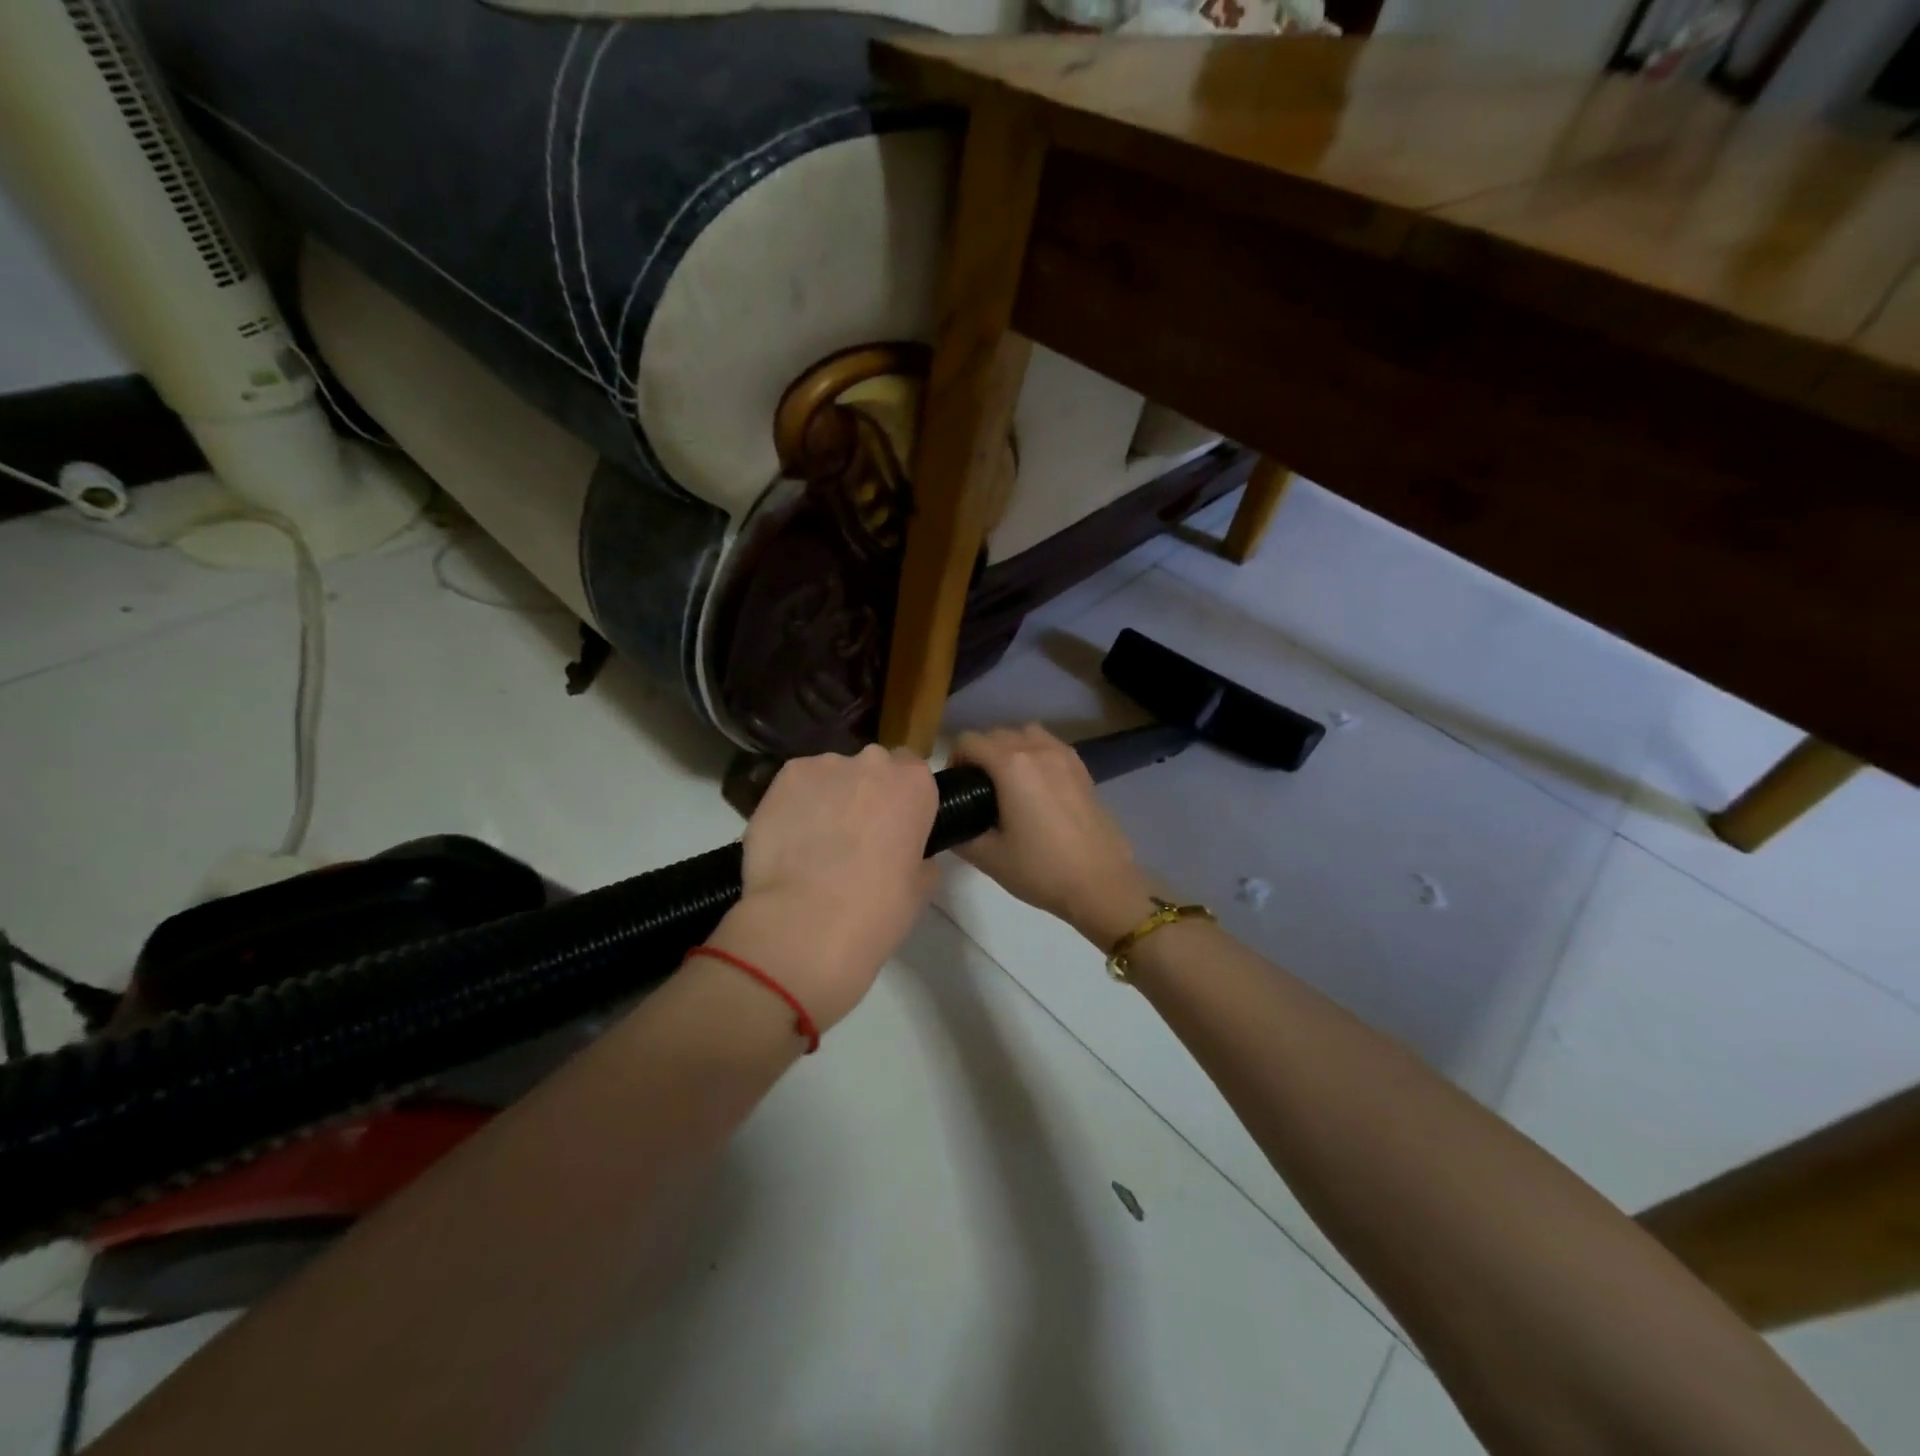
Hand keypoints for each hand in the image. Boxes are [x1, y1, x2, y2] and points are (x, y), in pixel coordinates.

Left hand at [707, 744, 937, 1035]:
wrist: (805, 924)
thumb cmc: (876, 910)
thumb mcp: (920, 888)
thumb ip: (919, 857)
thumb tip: (907, 854)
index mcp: (914, 785)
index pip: (913, 771)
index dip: (901, 799)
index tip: (894, 825)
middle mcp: (872, 762)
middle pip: (872, 768)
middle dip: (865, 793)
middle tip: (855, 835)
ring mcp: (825, 766)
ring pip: (831, 775)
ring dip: (829, 797)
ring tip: (815, 842)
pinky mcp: (784, 777)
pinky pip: (796, 785)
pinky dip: (795, 804)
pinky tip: (790, 838)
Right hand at [951, 725, 1157, 947]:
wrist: (1101, 883)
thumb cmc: (1041, 870)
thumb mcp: (989, 857)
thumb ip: (961, 834)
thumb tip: (951, 824)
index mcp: (1011, 766)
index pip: (969, 741)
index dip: (955, 760)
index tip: (957, 787)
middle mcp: (1037, 749)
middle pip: (997, 734)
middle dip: (980, 754)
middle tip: (978, 790)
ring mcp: (1064, 756)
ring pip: (1026, 733)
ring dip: (1010, 748)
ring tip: (1008, 782)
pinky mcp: (1082, 768)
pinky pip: (1050, 745)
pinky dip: (1035, 753)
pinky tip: (1036, 785)